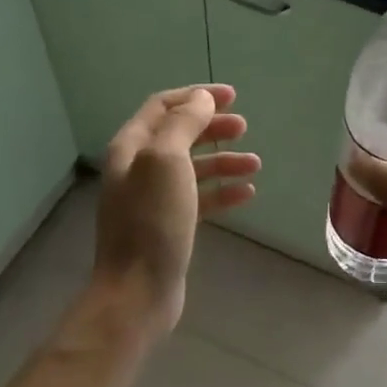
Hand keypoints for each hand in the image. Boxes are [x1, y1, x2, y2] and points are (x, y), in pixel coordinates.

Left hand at [93, 84, 259, 333]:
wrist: (138, 290)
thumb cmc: (152, 220)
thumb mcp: (166, 160)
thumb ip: (184, 124)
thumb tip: (201, 100)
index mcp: (131, 147)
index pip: (162, 106)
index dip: (195, 96)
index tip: (232, 97)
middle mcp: (138, 169)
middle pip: (179, 135)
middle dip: (212, 127)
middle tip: (244, 126)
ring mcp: (153, 200)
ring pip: (193, 168)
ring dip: (223, 161)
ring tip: (255, 164)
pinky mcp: (169, 226)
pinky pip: (199, 199)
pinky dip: (222, 192)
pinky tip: (246, 194)